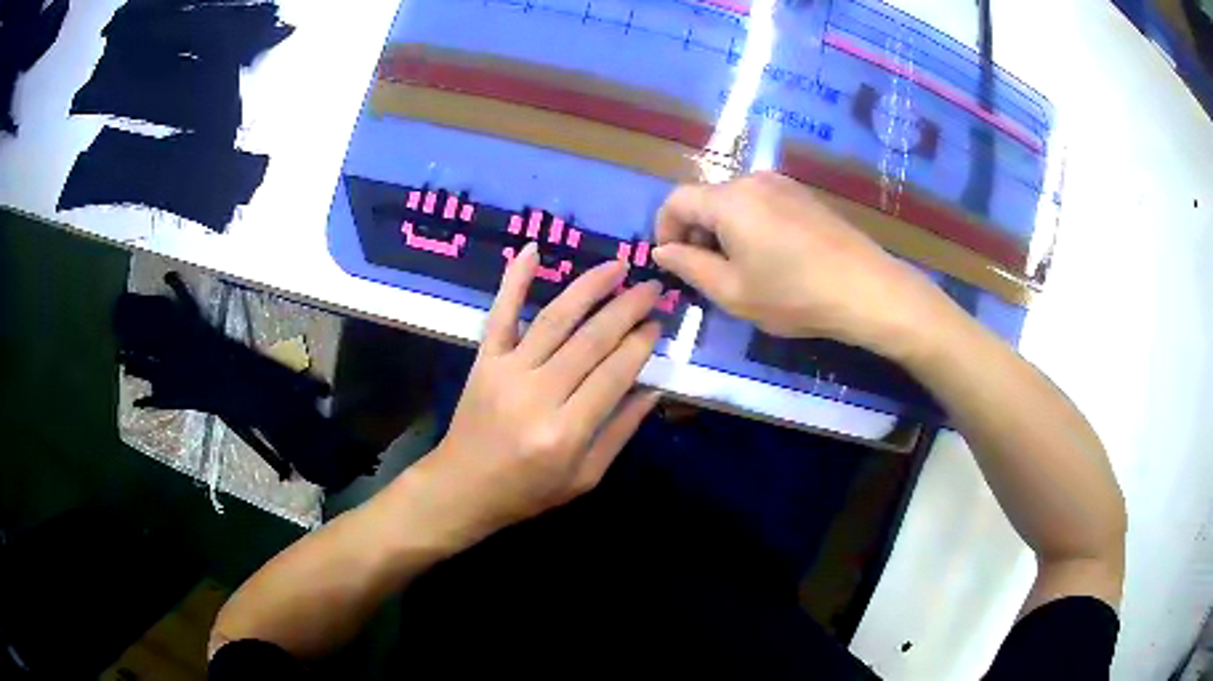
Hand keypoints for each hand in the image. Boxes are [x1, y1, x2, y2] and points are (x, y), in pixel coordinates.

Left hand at [417, 242, 661, 541]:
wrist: (463, 487)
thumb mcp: (585, 477)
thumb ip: (620, 431)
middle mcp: (538, 394)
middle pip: (591, 340)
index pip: (615, 373)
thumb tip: (654, 387)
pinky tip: (532, 249)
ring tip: (617, 266)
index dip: (641, 343)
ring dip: (589, 287)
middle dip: (627, 308)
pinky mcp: (484, 360)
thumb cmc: (528, 491)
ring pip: (555, 319)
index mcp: (567, 431)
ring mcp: (507, 371)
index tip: (659, 322)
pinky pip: (501, 314)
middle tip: (652, 288)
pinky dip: (515, 279)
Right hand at [652, 171, 951, 358]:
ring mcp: (783, 184)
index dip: (664, 229)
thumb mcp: (732, 292)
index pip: (676, 200)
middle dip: (695, 232)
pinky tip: (771, 257)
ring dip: (723, 230)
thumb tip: (663, 250)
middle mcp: (753, 180)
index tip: (672, 263)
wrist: (866, 289)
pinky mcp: (804, 195)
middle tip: (707, 273)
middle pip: (706, 198)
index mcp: (729, 200)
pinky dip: (750, 225)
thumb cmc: (794, 295)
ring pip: (734, 201)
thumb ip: (689, 266)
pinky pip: (761, 203)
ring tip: (741, 269)